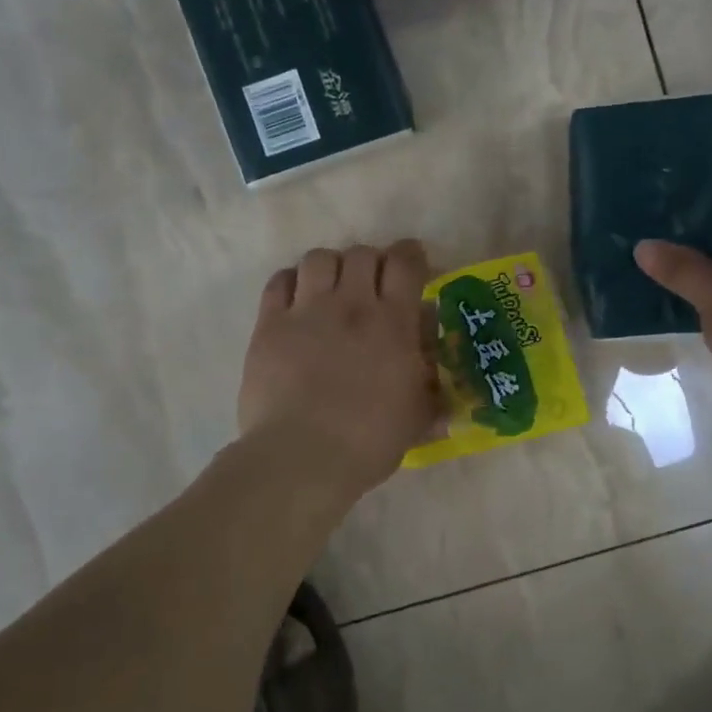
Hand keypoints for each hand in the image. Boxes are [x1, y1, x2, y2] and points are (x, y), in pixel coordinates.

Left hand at [238, 240, 441, 501]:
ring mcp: (307, 311)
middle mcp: (351, 304)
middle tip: (372, 285)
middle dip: (371, 263)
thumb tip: (441, 374)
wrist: (302, 457)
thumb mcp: (417, 416)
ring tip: (331, 289)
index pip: (405, 263)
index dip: (410, 255)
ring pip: (319, 258)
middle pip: (362, 254)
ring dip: (331, 267)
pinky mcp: (270, 324)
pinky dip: (291, 282)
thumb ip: (432, 388)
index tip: (412, 263)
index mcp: (393, 322)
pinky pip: (279, 281)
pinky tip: (296, 299)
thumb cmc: (368, 441)